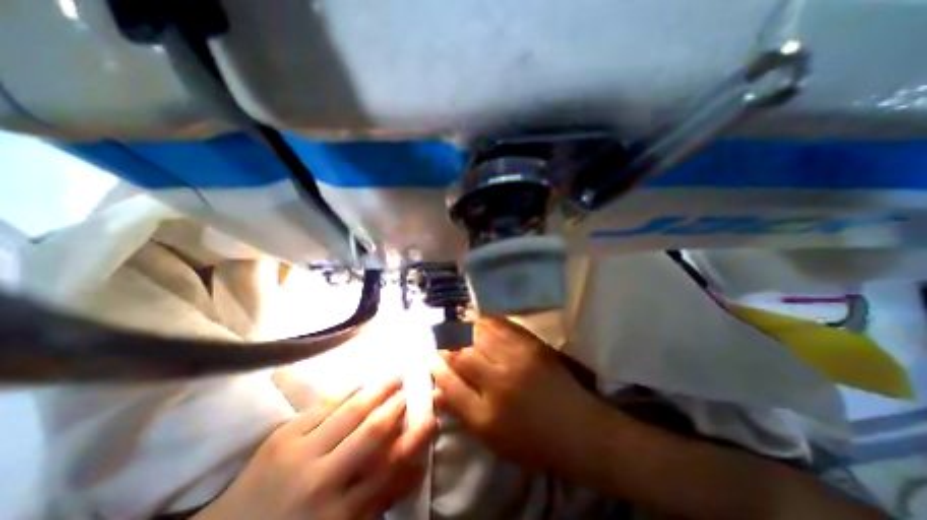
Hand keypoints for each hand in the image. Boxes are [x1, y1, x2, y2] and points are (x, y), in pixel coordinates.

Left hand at [192, 378, 439, 518]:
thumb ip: (379, 499)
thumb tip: (414, 468)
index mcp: (338, 513)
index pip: (389, 469)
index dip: (414, 440)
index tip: (430, 418)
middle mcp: (323, 481)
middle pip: (371, 433)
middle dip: (395, 405)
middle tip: (409, 387)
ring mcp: (300, 454)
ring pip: (350, 412)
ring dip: (377, 390)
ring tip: (393, 376)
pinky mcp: (282, 436)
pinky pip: (324, 405)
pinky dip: (348, 391)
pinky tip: (361, 383)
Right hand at [433, 317, 613, 478]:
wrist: (577, 427)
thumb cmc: (531, 440)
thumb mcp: (492, 439)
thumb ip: (462, 411)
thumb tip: (436, 389)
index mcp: (486, 414)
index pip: (450, 383)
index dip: (435, 366)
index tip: (428, 355)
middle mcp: (498, 383)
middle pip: (461, 354)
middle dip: (444, 341)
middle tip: (435, 332)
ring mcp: (516, 359)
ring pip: (479, 335)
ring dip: (460, 325)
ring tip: (449, 318)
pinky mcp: (531, 345)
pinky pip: (501, 325)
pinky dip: (484, 318)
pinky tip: (474, 315)